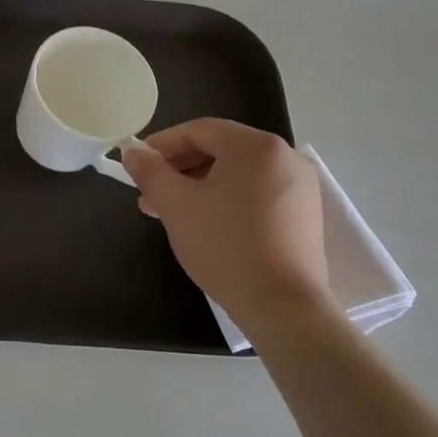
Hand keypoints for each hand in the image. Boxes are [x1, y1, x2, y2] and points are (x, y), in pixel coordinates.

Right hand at [121, 119, 331, 326]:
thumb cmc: (225, 245)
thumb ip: (150, 172)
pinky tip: (204, 224)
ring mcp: (299, 188)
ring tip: (169, 212)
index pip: (199, 130)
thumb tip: (133, 153)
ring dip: (198, 187)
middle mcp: (285, 157)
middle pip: (220, 150)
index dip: (162, 144)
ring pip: (237, 175)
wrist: (282, 306)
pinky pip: (255, 194)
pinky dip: (225, 201)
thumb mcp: (175, 205)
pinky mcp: (304, 216)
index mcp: (256, 146)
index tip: (137, 164)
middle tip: (149, 193)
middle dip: (179, 169)